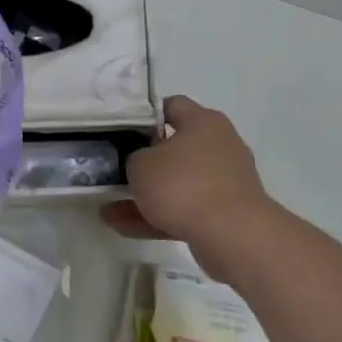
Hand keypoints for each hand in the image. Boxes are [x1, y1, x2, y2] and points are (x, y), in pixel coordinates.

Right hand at [101, 95, 272, 277]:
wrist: (232, 236)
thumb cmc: (182, 185)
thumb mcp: (140, 164)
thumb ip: (133, 157)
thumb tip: (141, 163)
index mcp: (203, 122)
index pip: (172, 106)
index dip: (144, 116)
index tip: (122, 132)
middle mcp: (219, 145)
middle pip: (174, 148)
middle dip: (143, 163)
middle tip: (116, 171)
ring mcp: (224, 181)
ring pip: (177, 184)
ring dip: (146, 195)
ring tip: (110, 210)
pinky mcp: (225, 213)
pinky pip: (185, 209)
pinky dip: (158, 217)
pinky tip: (124, 228)